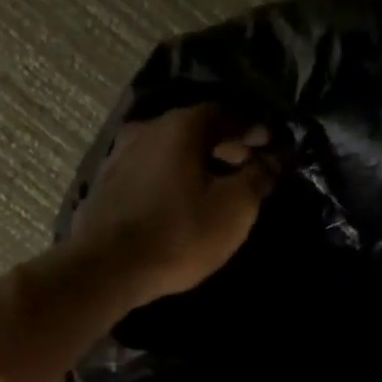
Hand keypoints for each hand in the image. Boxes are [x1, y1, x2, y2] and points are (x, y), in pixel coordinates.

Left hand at [70, 105, 278, 305]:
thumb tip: (274, 158)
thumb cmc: (178, 235)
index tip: (273, 147)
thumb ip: (258, 177)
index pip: (230, 112)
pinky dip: (171, 178)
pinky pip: (149, 171)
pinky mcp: (106, 184)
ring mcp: (121, 155)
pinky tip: (179, 199)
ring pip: (170, 149)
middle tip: (248, 167)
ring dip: (196, 162)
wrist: (107, 268)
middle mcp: (148, 129)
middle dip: (226, 145)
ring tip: (216, 186)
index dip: (255, 128)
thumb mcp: (233, 209)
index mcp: (182, 125)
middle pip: (197, 128)